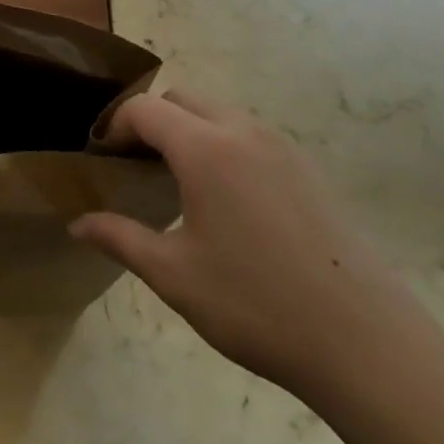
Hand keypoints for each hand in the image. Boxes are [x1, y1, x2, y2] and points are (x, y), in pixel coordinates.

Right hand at [71, 91, 438, 404]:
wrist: (367, 343)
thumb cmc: (256, 305)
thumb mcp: (174, 274)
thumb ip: (120, 238)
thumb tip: (76, 223)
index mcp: (206, 149)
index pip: (145, 110)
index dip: (114, 126)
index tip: (101, 158)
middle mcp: (244, 132)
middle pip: (183, 100)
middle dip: (151, 121)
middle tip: (135, 166)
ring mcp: (284, 148)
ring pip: (221, 114)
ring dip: (189, 131)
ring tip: (177, 182)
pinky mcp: (310, 171)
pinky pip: (252, 136)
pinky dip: (224, 146)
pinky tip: (227, 201)